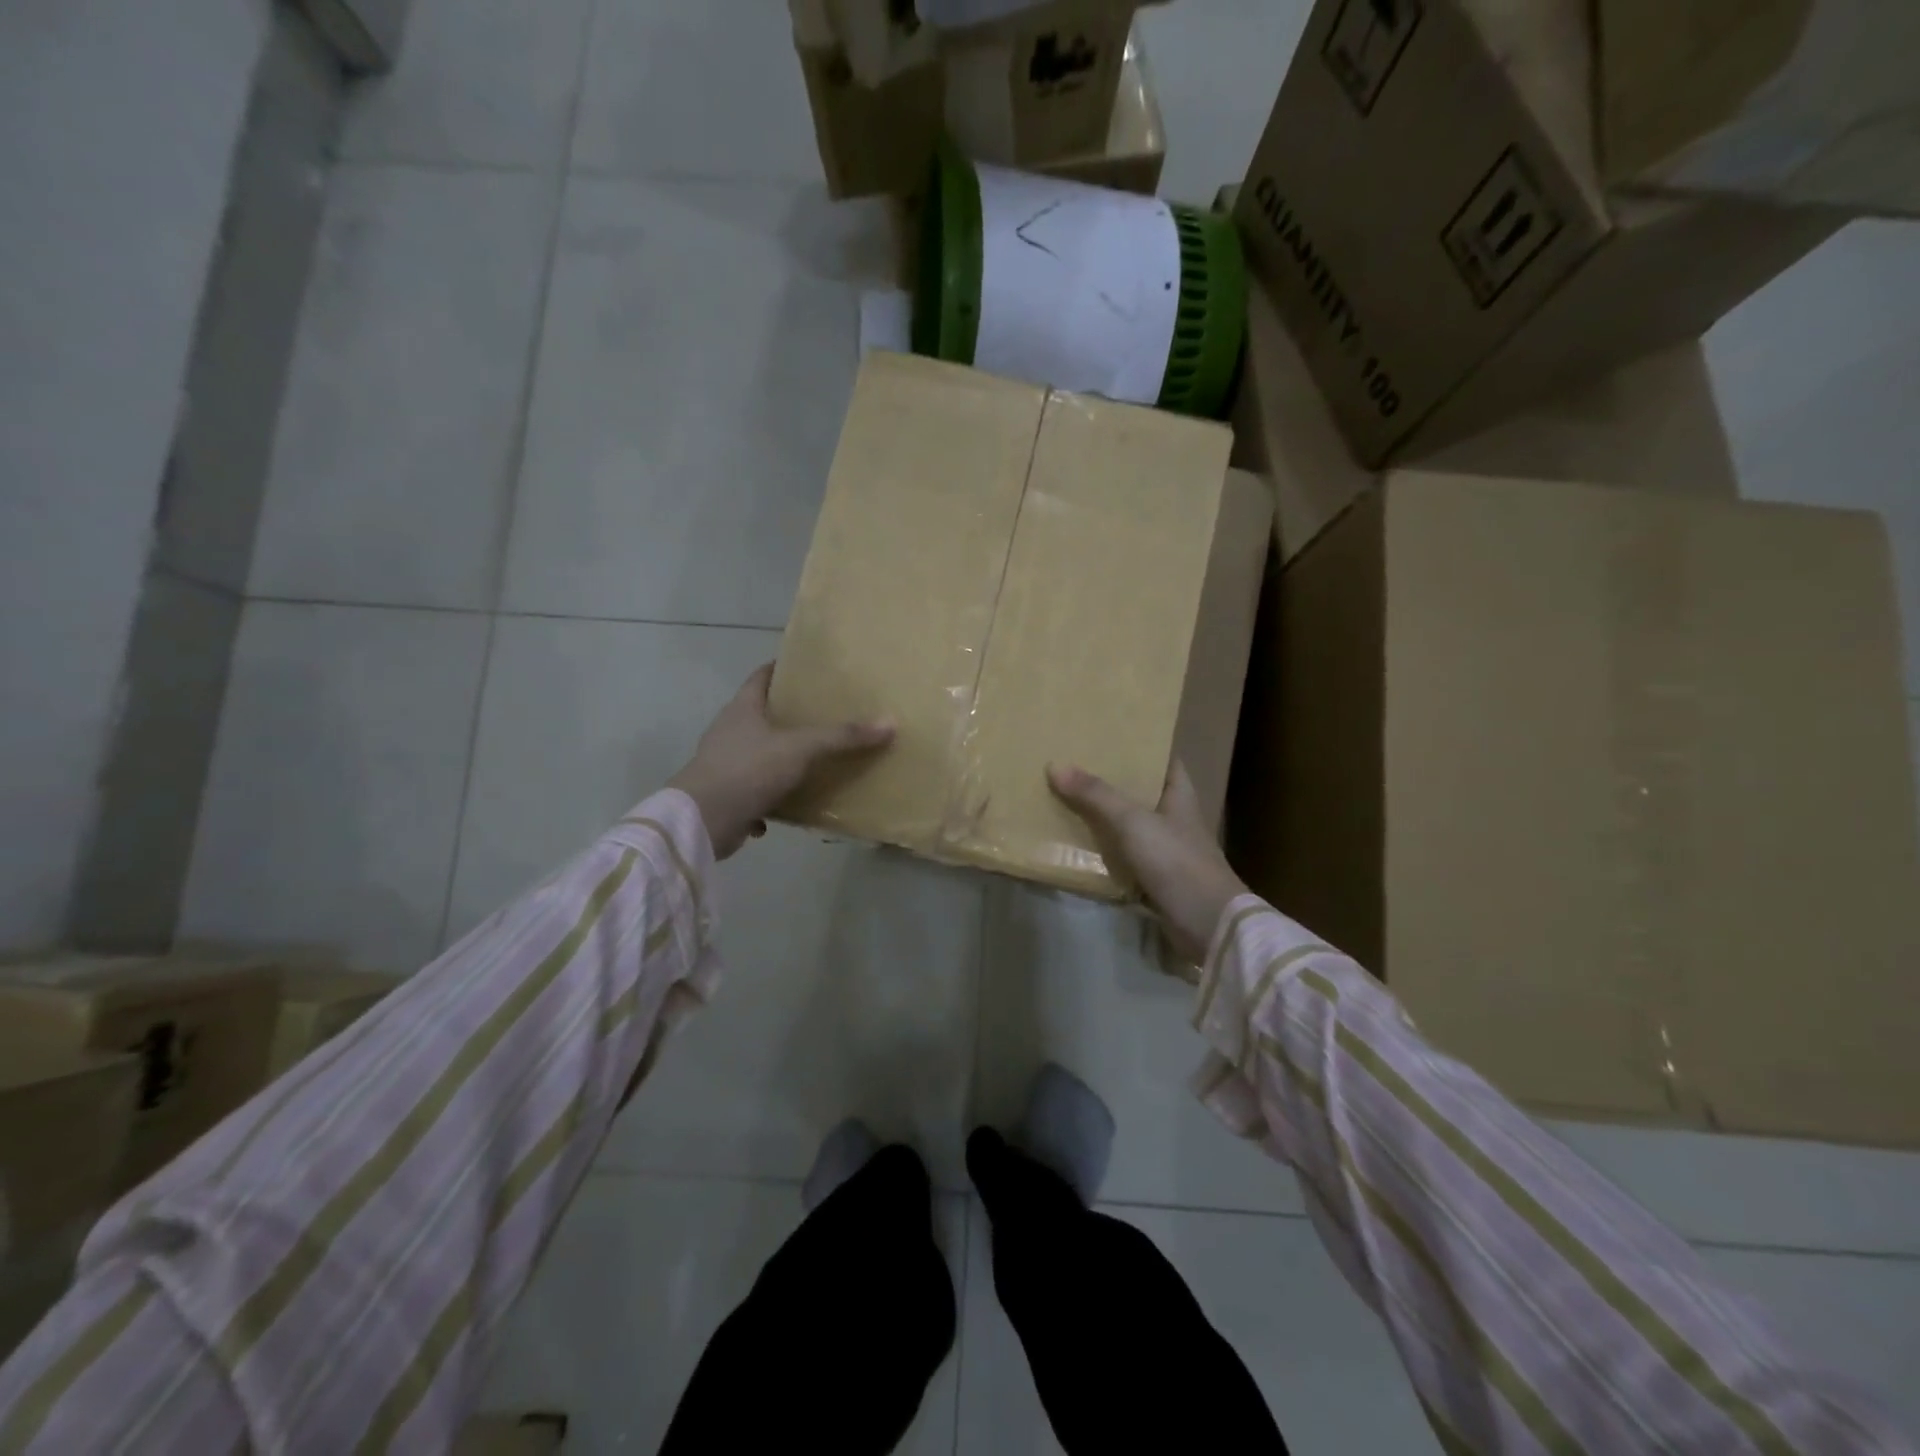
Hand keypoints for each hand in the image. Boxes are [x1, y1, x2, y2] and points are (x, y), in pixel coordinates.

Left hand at [668, 664, 893, 858]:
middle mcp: (730, 732)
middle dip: (789, 715)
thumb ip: (842, 737)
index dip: (783, 669)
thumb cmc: (748, 770)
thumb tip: (890, 723)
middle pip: (761, 715)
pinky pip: (754, 790)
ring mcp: (724, 764)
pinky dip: (772, 795)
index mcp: (742, 709)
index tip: (809, 669)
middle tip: (825, 714)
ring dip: (782, 758)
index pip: (761, 676)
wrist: (702, 821)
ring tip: (816, 759)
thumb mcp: (801, 749)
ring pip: (759, 754)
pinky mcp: (726, 795)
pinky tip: (793, 803)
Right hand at [1047, 760, 1247, 963]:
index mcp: (1179, 793)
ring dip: (1101, 814)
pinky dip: (1102, 848)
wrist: (1207, 924)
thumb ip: (1096, 795)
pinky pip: (1122, 854)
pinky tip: (1074, 841)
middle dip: (1109, 778)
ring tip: (1064, 795)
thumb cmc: (1176, 861)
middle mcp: (1173, 816)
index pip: (1162, 757)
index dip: (1139, 744)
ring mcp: (1165, 848)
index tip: (1106, 733)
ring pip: (1127, 823)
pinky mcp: (1154, 877)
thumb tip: (1055, 766)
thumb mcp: (1133, 822)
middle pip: (1139, 789)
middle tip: (1072, 762)